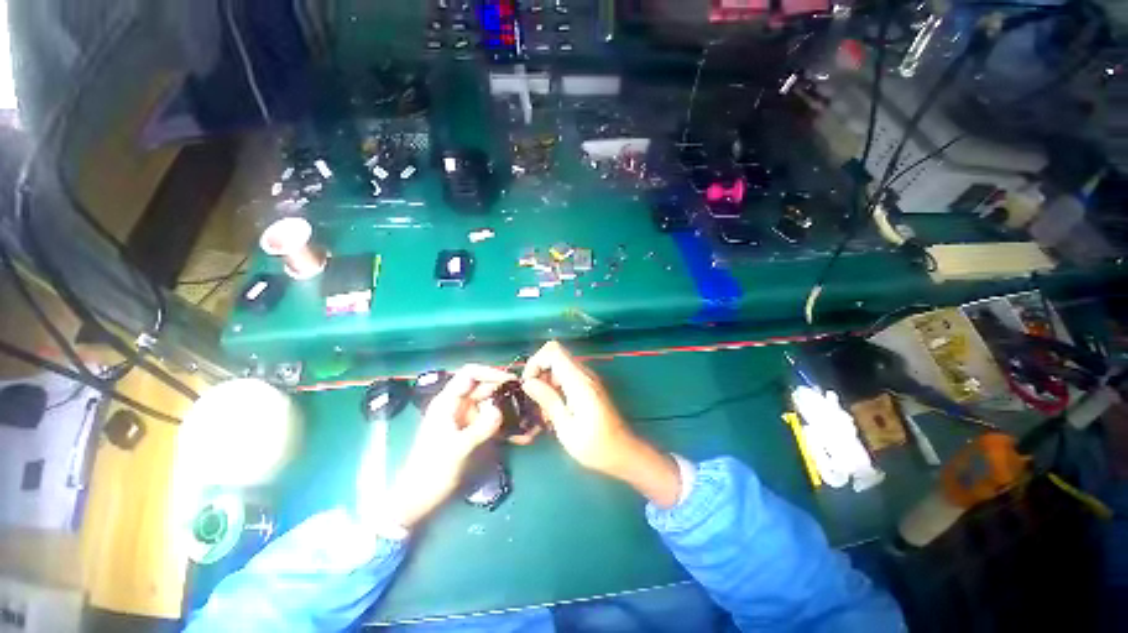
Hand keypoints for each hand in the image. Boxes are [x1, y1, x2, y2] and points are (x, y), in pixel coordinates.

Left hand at [384, 364, 514, 528]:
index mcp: (448, 401)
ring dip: (507, 406)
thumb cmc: (433, 471)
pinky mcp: (472, 431)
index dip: (491, 372)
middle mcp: (458, 405)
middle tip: (526, 398)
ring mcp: (466, 418)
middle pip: (484, 387)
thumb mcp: (458, 449)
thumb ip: (481, 427)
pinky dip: (505, 422)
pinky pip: (492, 420)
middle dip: (504, 390)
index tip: (511, 381)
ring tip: (526, 414)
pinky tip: (520, 432)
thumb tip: (501, 409)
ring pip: (491, 403)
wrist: (420, 499)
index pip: (470, 374)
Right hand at [520, 342, 681, 506]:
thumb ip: (548, 400)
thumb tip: (528, 382)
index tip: (528, 384)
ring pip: (559, 364)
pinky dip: (556, 386)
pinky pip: (567, 375)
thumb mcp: (566, 428)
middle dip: (539, 371)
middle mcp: (584, 374)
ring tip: (544, 408)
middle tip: (535, 398)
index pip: (553, 351)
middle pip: (555, 354)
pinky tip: (555, 408)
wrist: (622, 452)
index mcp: (579, 382)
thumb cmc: (595, 446)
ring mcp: (588, 378)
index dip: (536, 362)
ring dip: (546, 381)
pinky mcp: (589, 385)